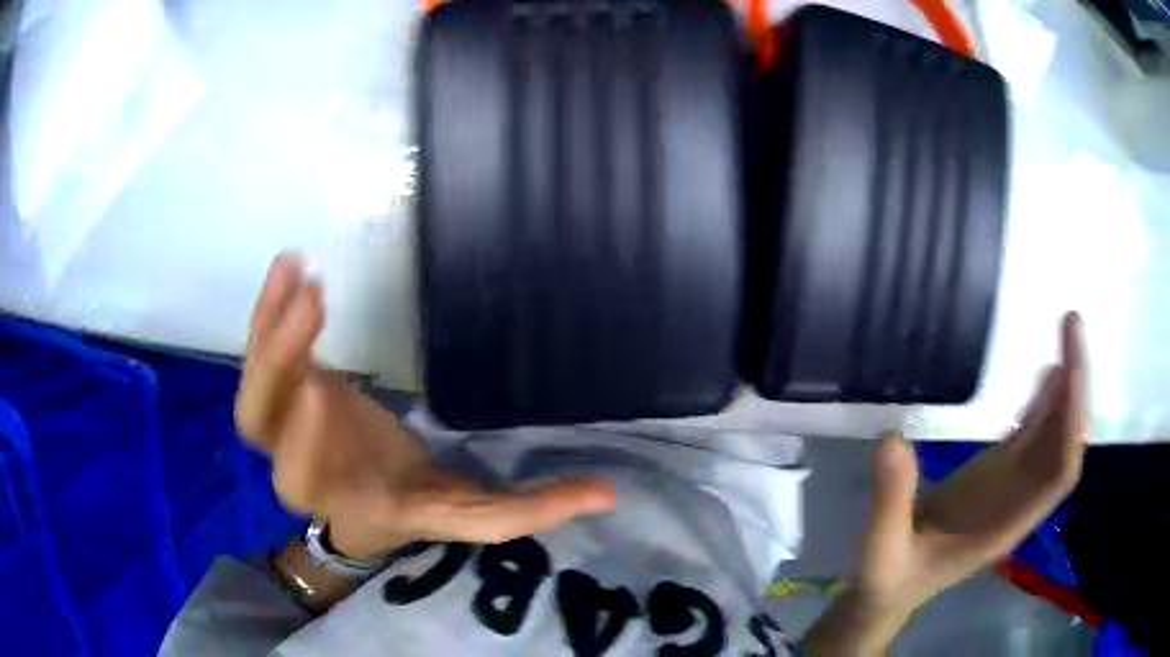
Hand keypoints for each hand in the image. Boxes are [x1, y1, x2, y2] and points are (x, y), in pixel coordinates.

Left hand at [235, 254, 615, 558]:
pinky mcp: (282, 392)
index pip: (310, 481)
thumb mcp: (466, 512)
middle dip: (277, 365)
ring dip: (270, 325)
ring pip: (254, 383)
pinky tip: (290, 268)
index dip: (309, 443)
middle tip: (313, 300)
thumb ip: (526, 510)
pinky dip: (268, 311)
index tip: (320, 387)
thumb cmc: (410, 503)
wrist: (356, 502)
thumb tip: (606, 495)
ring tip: (300, 269)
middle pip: (260, 426)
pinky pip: (262, 353)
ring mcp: (283, 427)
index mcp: (347, 499)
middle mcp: (300, 466)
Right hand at [804, 312, 1087, 654]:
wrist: (888, 591)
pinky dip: (1045, 401)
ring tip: (1068, 333)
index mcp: (1006, 525)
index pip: (1058, 475)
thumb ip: (889, 501)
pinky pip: (1031, 433)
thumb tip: (892, 438)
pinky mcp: (997, 473)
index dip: (1070, 426)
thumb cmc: (889, 579)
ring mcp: (1011, 484)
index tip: (1070, 370)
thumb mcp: (881, 550)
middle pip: (1065, 445)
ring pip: (1053, 435)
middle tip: (1073, 326)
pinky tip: (1048, 370)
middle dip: (1077, 389)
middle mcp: (1021, 500)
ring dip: (1067, 387)